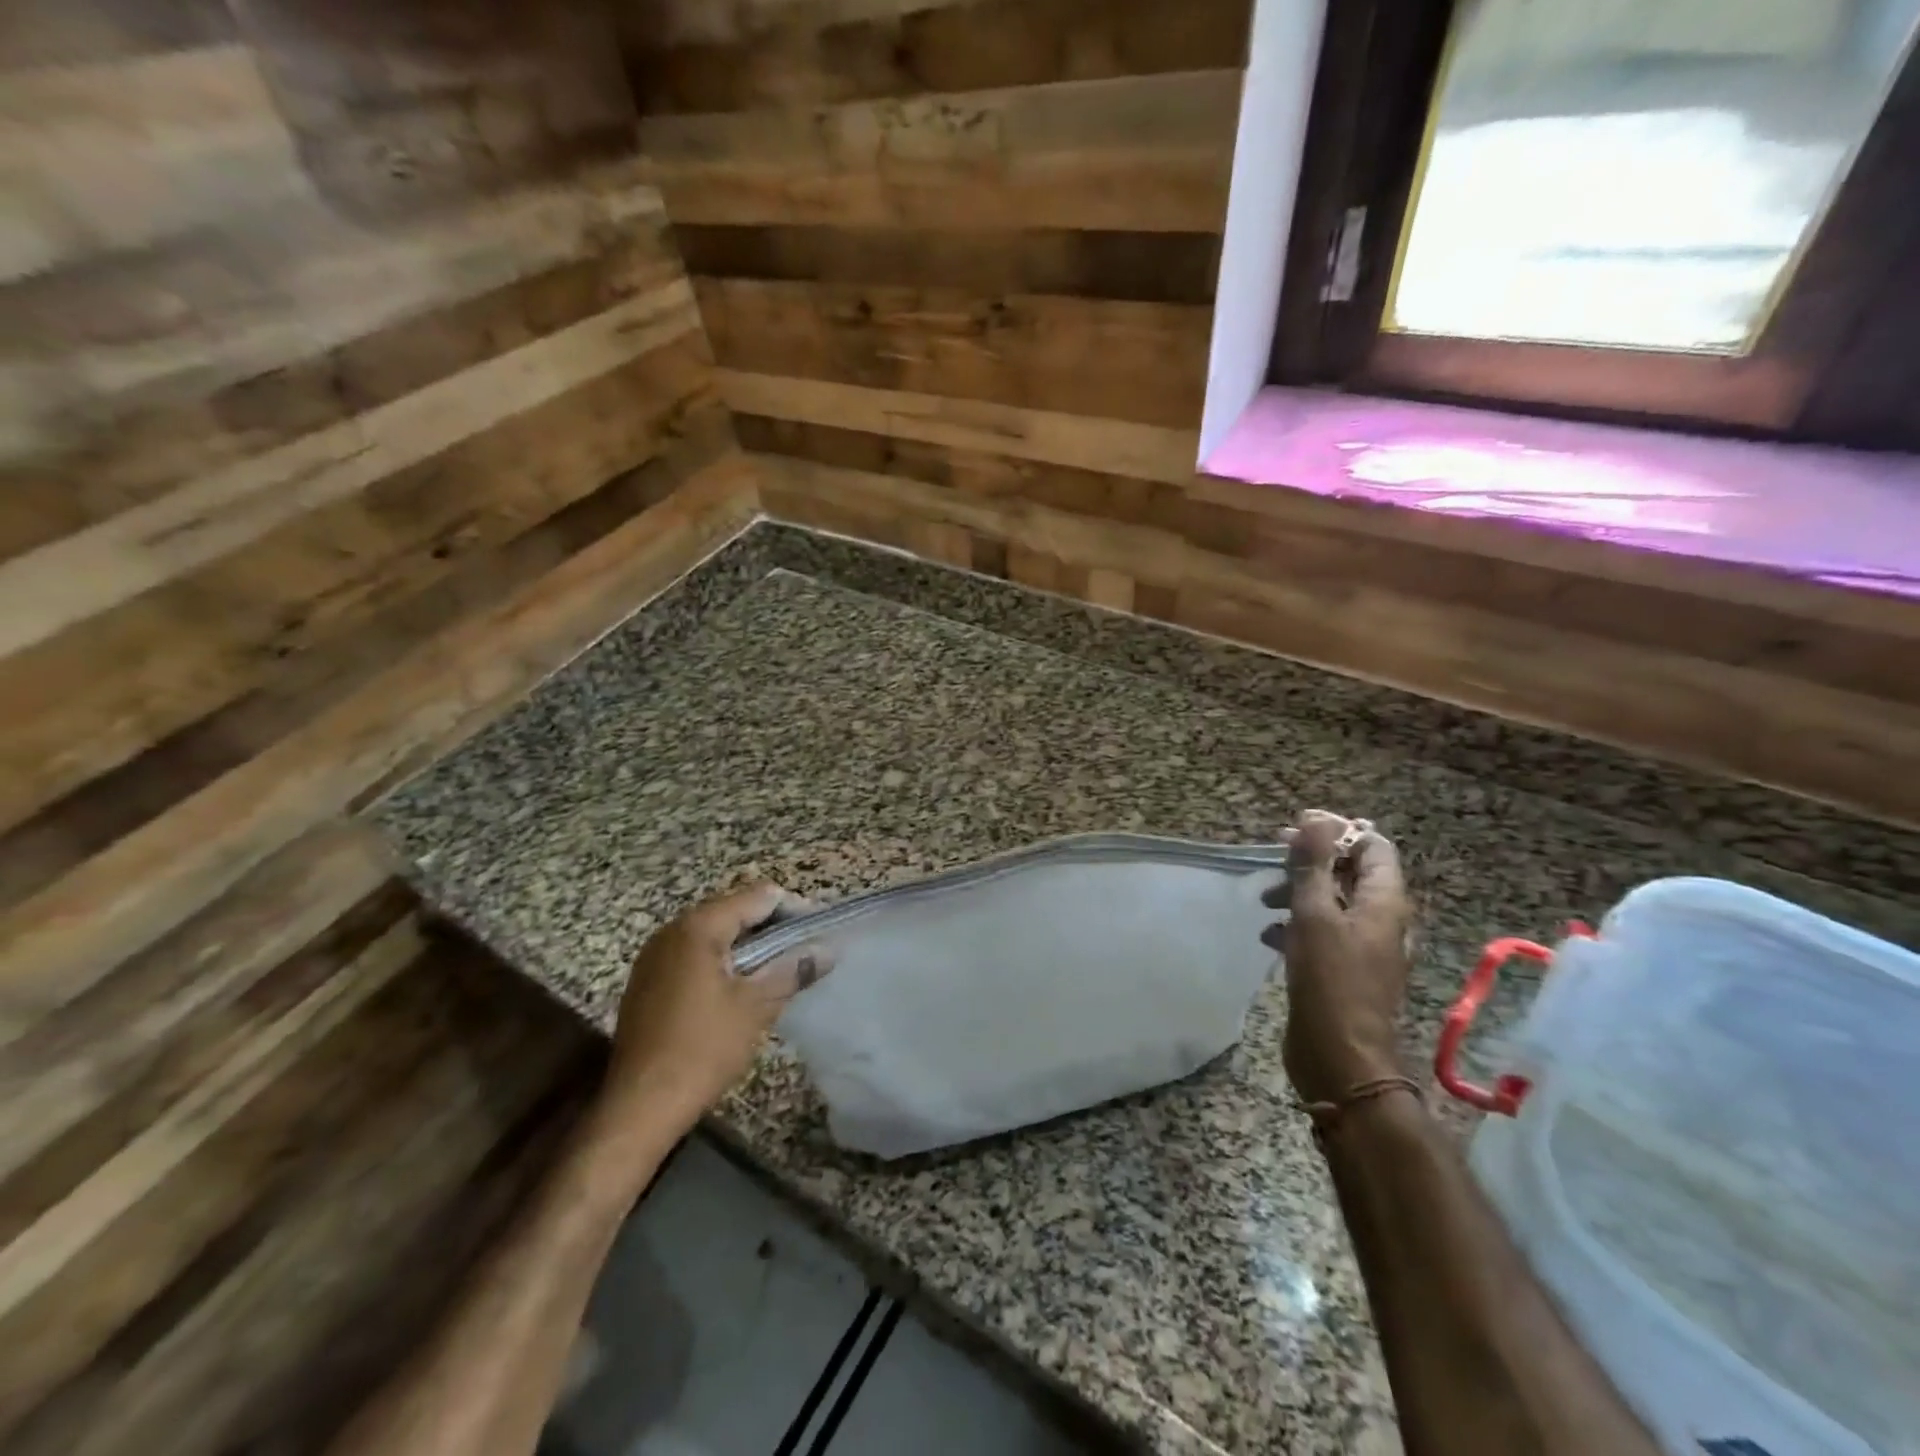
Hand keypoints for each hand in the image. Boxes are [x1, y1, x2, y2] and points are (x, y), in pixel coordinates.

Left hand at [600, 883, 827, 1136]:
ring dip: (749, 945)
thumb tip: (826, 950)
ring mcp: (655, 956)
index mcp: (699, 926)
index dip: (794, 909)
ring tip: (779, 969)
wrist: (638, 1106)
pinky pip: (695, 955)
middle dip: (772, 927)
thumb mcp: (756, 1006)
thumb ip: (793, 969)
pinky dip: (723, 961)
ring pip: (715, 934)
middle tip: (804, 951)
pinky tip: (742, 988)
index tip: (819, 933)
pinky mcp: (648, 982)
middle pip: (734, 910)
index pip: (758, 896)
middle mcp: (673, 930)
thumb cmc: (703, 1049)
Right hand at [1263, 812, 1412, 1103]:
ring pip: (1332, 901)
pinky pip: (1323, 932)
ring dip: (1299, 892)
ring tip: (1265, 899)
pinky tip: (1270, 936)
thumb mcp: (1314, 915)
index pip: (1373, 845)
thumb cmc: (1329, 980)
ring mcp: (1364, 947)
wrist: (1340, 1057)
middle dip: (1312, 860)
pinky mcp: (1345, 969)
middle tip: (1274, 856)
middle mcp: (1381, 920)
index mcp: (1384, 902)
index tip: (1295, 827)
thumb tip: (1315, 820)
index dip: (1337, 830)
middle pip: (1350, 871)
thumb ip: (1313, 866)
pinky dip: (1298, 925)